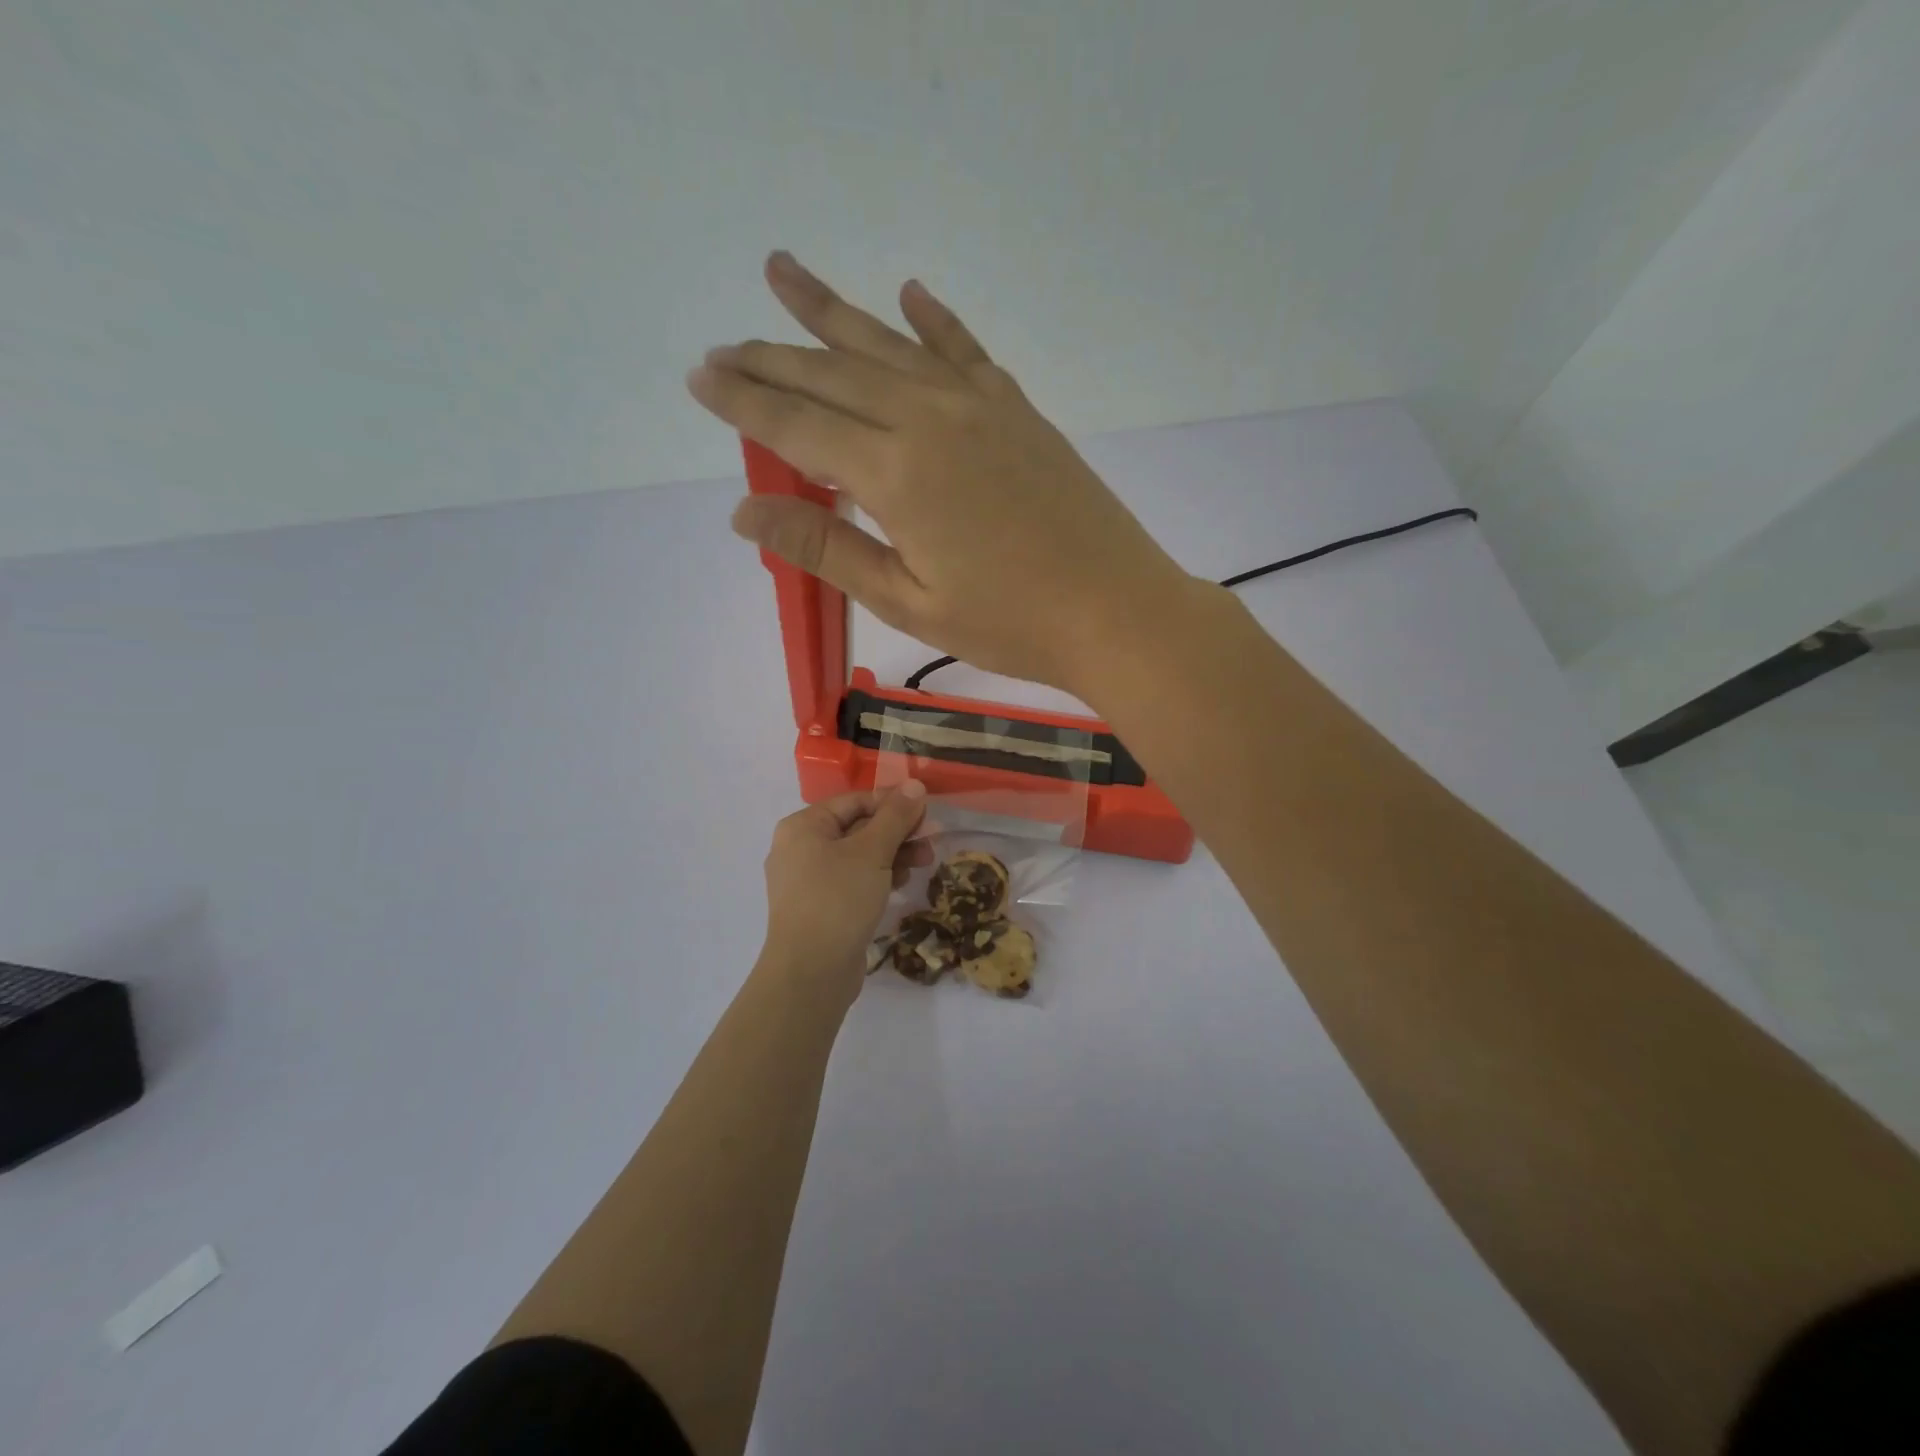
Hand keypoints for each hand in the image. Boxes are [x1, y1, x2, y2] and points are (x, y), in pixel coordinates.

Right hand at [687, 252, 1197, 696]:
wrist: (1115, 610)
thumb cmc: (1008, 623)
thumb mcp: (907, 600)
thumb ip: (828, 547)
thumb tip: (745, 512)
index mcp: (895, 473)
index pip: (796, 426)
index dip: (742, 402)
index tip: (698, 378)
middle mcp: (928, 418)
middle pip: (831, 376)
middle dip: (770, 359)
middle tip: (723, 347)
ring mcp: (978, 406)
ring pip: (887, 347)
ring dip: (831, 312)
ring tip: (781, 272)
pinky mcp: (1017, 410)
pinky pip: (964, 349)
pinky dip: (932, 320)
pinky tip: (908, 292)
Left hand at [759, 783, 929, 996]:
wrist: (810, 973)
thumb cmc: (838, 899)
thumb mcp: (872, 852)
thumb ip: (895, 816)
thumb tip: (914, 785)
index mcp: (803, 826)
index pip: (855, 800)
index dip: (893, 803)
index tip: (927, 812)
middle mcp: (800, 848)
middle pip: (857, 827)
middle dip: (897, 832)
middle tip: (932, 840)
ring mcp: (808, 881)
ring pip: (858, 856)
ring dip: (893, 855)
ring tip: (924, 863)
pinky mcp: (820, 907)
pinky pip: (852, 880)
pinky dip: (878, 877)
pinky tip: (901, 883)